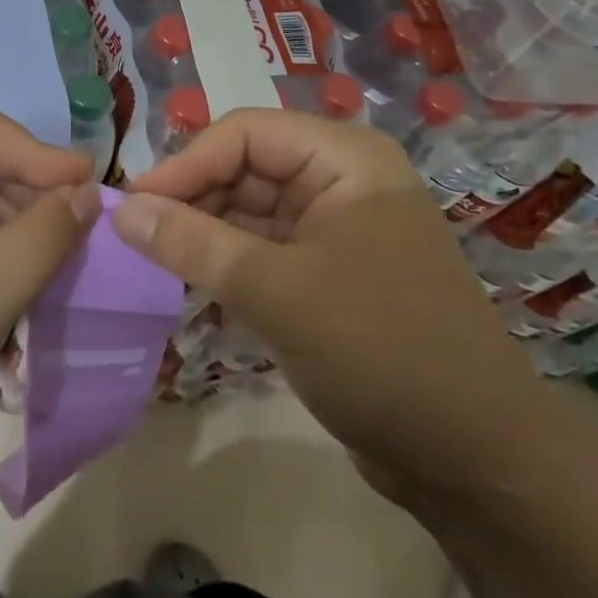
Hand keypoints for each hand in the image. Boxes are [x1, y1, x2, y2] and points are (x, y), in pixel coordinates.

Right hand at [111, 109, 543, 499]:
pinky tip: (187, 281)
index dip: (186, 162)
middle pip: (245, 167)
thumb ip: (194, 244)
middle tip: (135, 234)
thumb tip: (121, 209)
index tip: (133, 202)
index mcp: (344, 159)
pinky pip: (262, 248)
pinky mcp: (327, 272)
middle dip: (192, 197)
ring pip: (249, 209)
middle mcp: (340, 179)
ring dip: (203, 231)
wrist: (476, 464)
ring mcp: (335, 227)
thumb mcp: (277, 292)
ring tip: (151, 257)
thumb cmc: (380, 351)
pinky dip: (225, 262)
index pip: (246, 133)